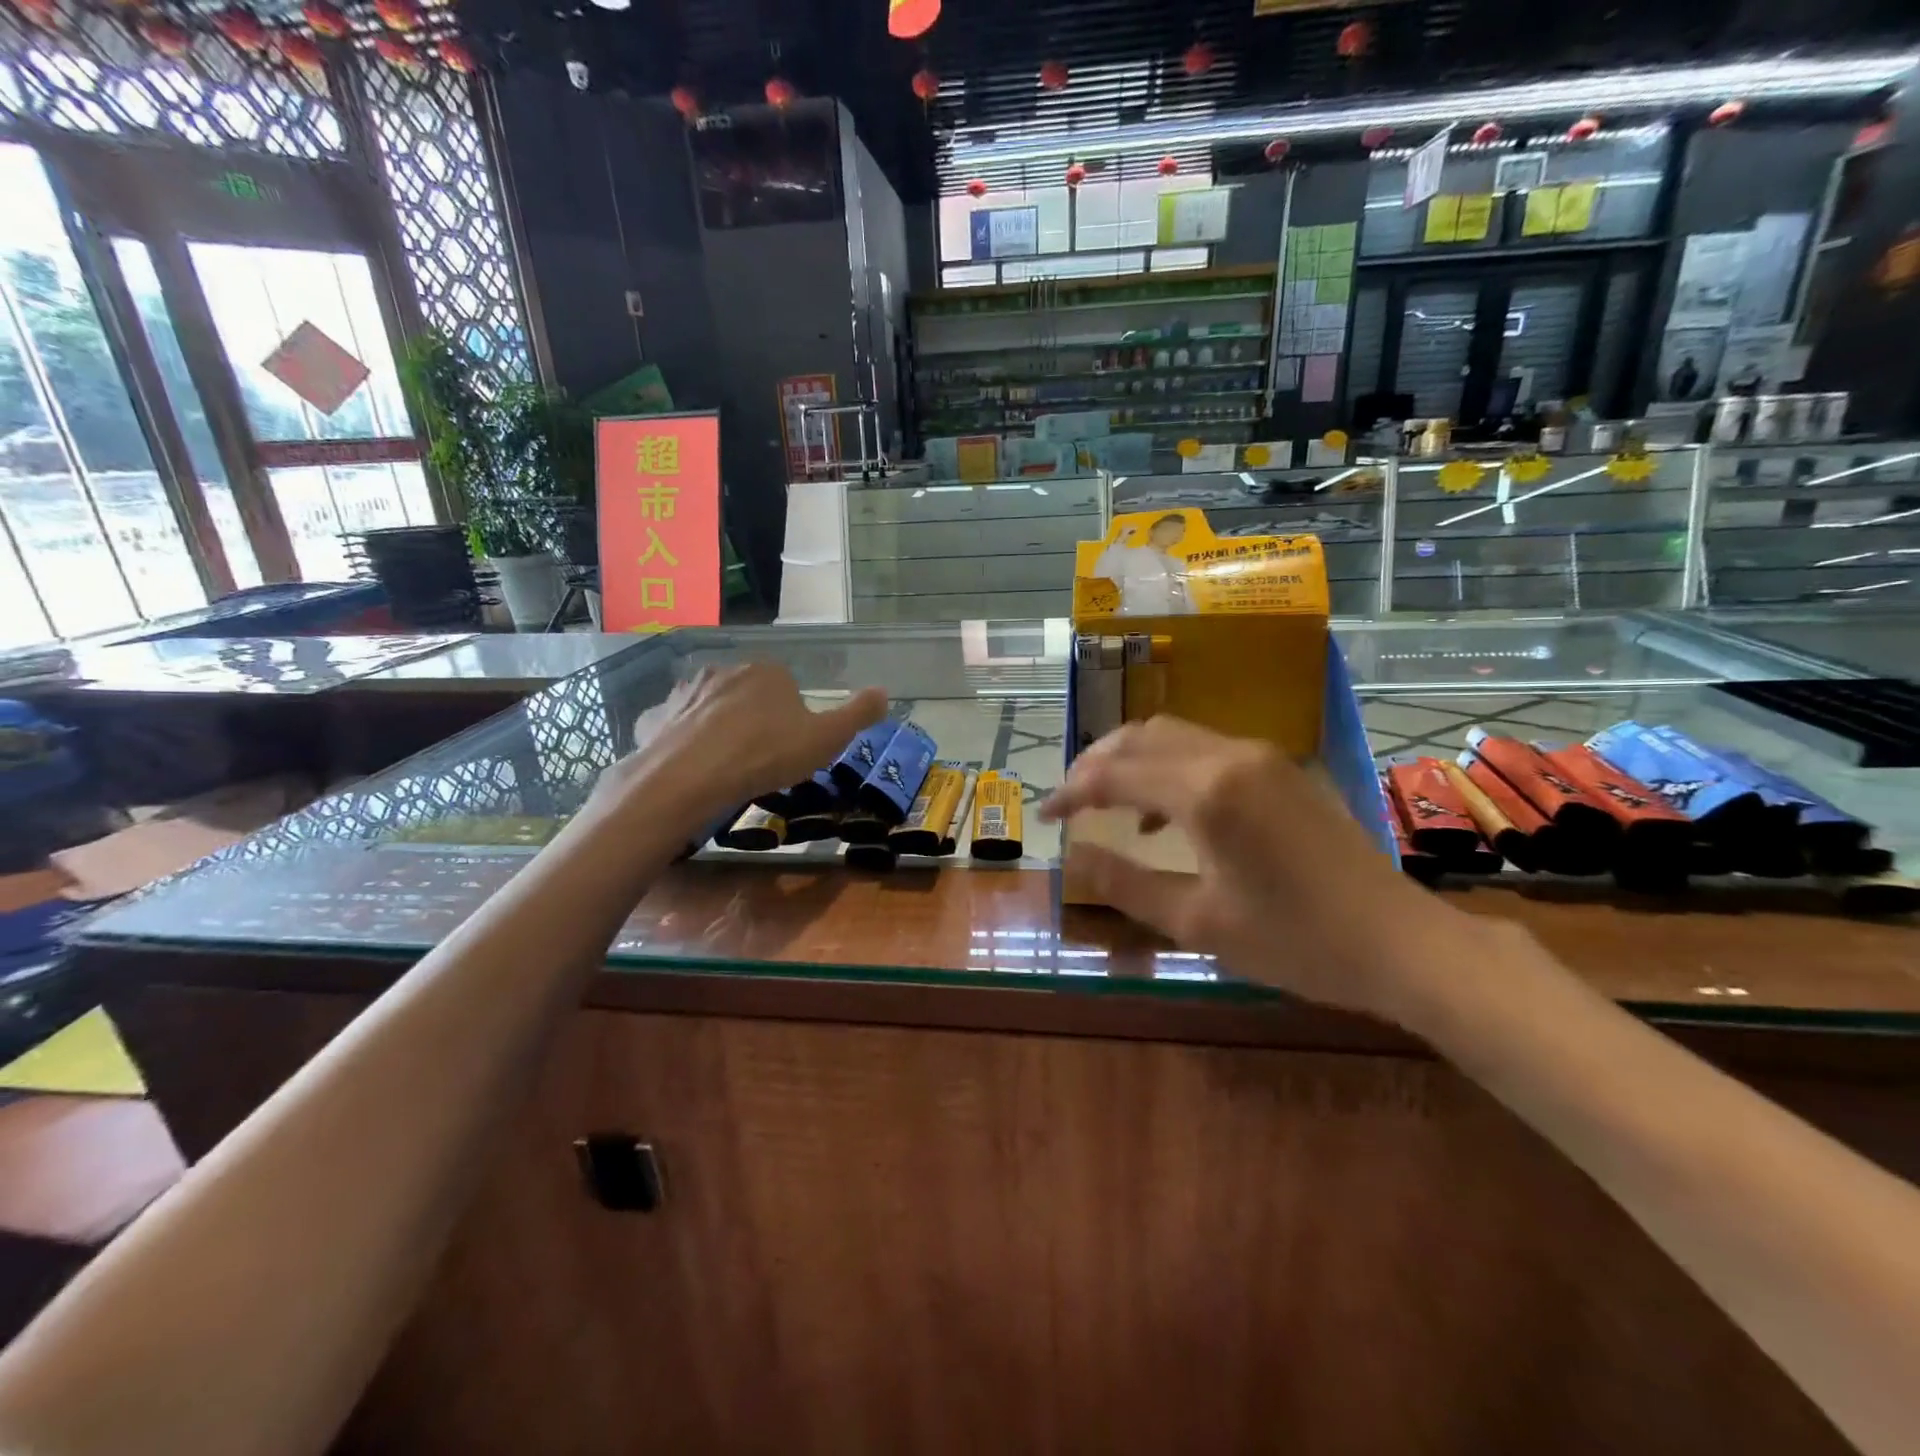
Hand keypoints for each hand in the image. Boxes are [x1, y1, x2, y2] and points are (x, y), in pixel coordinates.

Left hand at [613, 664, 886, 814]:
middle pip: (747, 693)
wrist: (691, 777)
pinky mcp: (655, 717)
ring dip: (716, 725)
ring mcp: (685, 692)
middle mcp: (724, 671)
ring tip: (724, 764)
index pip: (786, 686)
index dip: (793, 716)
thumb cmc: (766, 754)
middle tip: (761, 758)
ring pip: (708, 706)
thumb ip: (857, 714)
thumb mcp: (826, 739)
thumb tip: (885, 692)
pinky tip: (686, 763)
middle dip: (754, 717)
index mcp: (767, 672)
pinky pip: (673, 724)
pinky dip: (680, 738)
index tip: (792, 746)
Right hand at [1042, 716, 1467, 1021]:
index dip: (1070, 791)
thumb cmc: (1294, 941)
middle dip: (1094, 762)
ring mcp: (1260, 756)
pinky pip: (1205, 747)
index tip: (1043, 816)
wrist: (1399, 941)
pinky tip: (1163, 810)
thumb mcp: (1197, 922)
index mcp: (1205, 792)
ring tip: (1105, 800)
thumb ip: (1125, 884)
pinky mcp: (1280, 767)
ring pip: (1173, 735)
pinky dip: (1168, 765)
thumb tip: (1073, 856)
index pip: (1113, 774)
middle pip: (1140, 737)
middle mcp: (1229, 756)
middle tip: (1067, 799)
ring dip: (1130, 758)